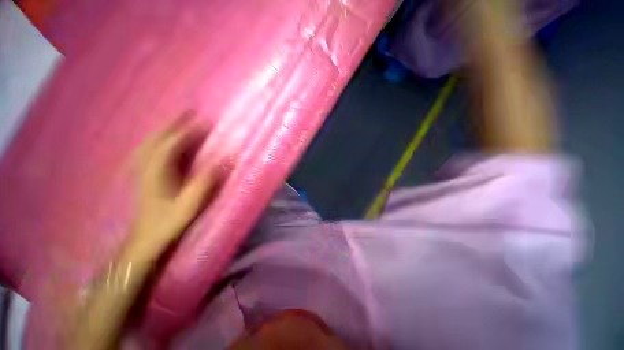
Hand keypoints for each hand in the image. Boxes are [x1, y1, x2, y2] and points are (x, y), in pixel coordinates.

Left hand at [131, 115, 216, 257]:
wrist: (146, 236)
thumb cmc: (170, 219)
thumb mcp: (191, 202)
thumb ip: (207, 180)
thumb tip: (225, 159)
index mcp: (158, 171)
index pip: (172, 143)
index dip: (188, 130)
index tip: (204, 121)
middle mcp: (147, 165)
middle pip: (157, 138)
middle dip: (173, 123)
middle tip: (188, 112)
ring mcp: (143, 169)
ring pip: (151, 142)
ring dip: (165, 129)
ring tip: (178, 121)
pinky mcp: (144, 174)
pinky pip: (150, 150)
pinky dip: (158, 140)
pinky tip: (165, 141)